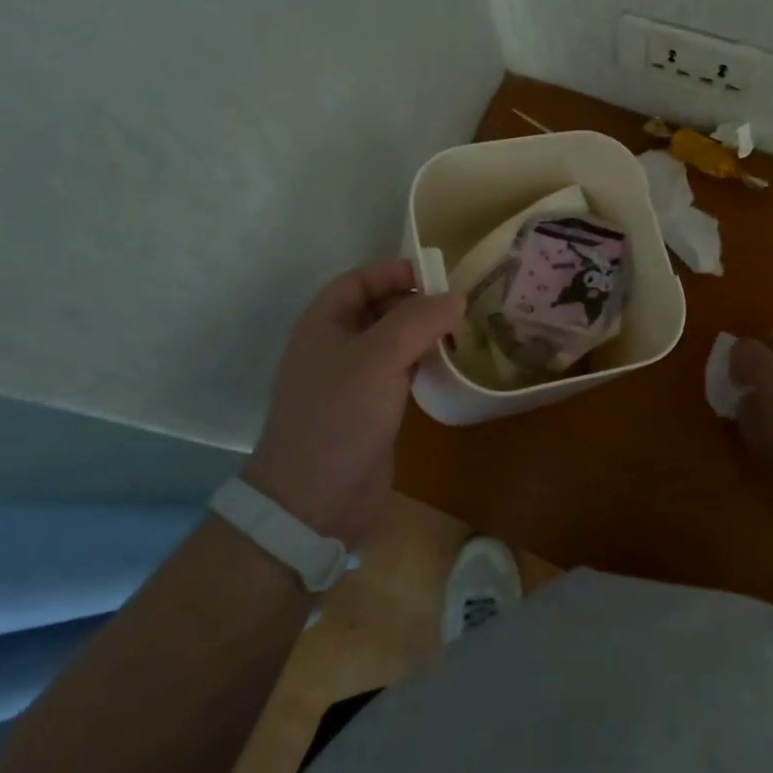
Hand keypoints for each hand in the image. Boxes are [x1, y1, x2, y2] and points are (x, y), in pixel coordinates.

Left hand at [243, 260, 463, 546]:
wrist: (314, 501)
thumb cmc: (339, 415)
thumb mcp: (379, 357)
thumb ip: (419, 320)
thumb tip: (457, 298)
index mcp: (322, 324)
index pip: (358, 280)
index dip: (393, 272)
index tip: (436, 275)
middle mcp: (334, 346)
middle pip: (377, 308)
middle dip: (414, 301)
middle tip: (456, 305)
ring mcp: (351, 380)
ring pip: (390, 341)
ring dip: (421, 333)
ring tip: (459, 330)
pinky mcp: (369, 409)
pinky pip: (398, 371)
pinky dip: (421, 362)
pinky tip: (446, 365)